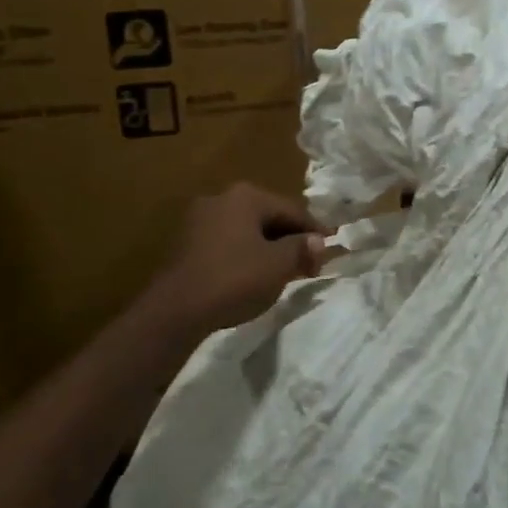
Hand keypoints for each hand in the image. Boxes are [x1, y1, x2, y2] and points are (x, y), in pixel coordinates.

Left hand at [150, 183, 329, 335]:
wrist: (175, 310)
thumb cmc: (233, 279)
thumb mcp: (278, 265)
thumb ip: (302, 249)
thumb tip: (319, 241)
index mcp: (246, 197)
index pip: (292, 210)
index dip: (315, 231)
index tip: (331, 249)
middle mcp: (222, 198)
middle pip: (269, 217)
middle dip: (292, 239)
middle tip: (310, 264)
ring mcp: (200, 219)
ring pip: (248, 230)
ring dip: (270, 248)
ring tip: (286, 271)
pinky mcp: (187, 242)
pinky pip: (229, 242)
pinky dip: (247, 254)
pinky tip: (255, 275)